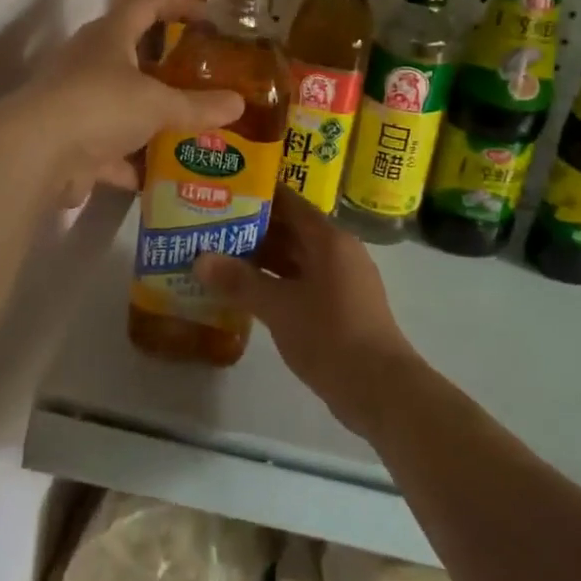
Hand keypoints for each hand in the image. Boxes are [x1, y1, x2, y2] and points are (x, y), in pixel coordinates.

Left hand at [29, 0, 245, 207]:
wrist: (36, 154)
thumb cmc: (100, 106)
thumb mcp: (157, 104)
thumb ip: (198, 106)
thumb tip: (238, 104)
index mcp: (109, 36)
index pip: (148, 4)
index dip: (180, 4)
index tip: (210, 15)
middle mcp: (89, 62)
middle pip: (134, 57)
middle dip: (168, 71)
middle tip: (203, 82)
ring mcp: (77, 102)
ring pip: (122, 105)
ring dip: (151, 119)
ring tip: (189, 130)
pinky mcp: (71, 141)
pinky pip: (109, 149)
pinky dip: (131, 163)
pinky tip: (158, 178)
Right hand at [194, 186, 420, 436]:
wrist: (379, 389)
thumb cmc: (329, 335)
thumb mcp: (278, 307)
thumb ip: (239, 281)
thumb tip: (200, 259)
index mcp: (329, 239)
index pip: (289, 203)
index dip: (257, 195)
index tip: (224, 191)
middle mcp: (338, 252)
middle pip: (291, 230)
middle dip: (252, 230)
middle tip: (210, 226)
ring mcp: (341, 281)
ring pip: (295, 259)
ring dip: (262, 260)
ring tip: (219, 257)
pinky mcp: (340, 307)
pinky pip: (302, 283)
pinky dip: (275, 283)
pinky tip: (246, 293)